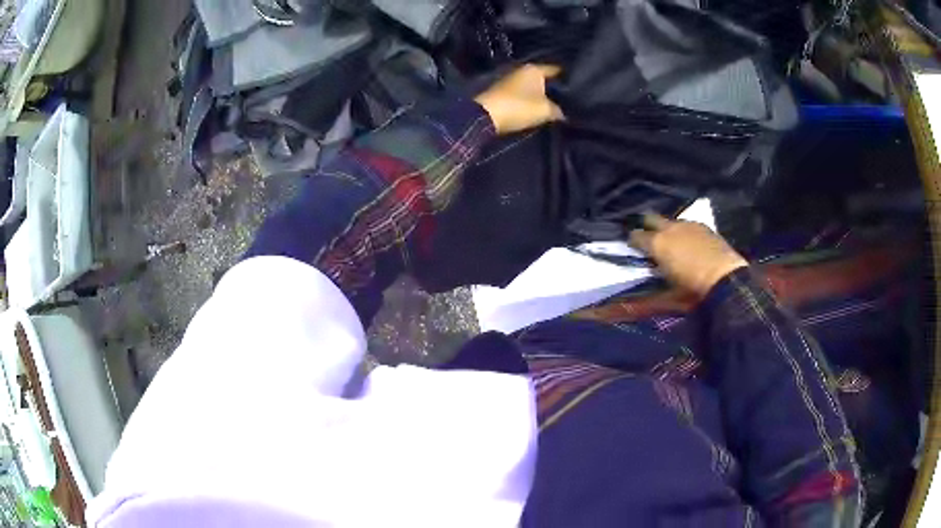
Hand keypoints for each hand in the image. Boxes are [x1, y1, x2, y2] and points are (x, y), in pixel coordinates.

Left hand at [474, 64, 563, 134]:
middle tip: (572, 99)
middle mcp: (523, 70)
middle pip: (546, 78)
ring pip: (535, 86)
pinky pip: (525, 94)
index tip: (580, 87)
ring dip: (544, 94)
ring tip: (559, 105)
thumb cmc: (519, 107)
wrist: (485, 117)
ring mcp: (512, 80)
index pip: (558, 70)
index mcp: (535, 68)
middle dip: (557, 87)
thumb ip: (559, 110)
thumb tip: (566, 112)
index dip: (570, 78)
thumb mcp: (546, 110)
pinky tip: (541, 107)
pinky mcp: (505, 92)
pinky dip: (533, 99)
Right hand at [630, 213, 747, 296]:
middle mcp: (670, 228)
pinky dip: (684, 232)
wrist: (725, 279)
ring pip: (671, 221)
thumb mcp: (668, 292)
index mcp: (657, 243)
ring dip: (668, 229)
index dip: (632, 240)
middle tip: (648, 237)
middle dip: (647, 225)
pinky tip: (689, 243)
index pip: (636, 235)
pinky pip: (688, 225)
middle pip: (651, 218)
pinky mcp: (704, 226)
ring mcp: (688, 224)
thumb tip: (645, 279)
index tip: (632, 247)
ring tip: (671, 242)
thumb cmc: (693, 289)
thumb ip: (655, 280)